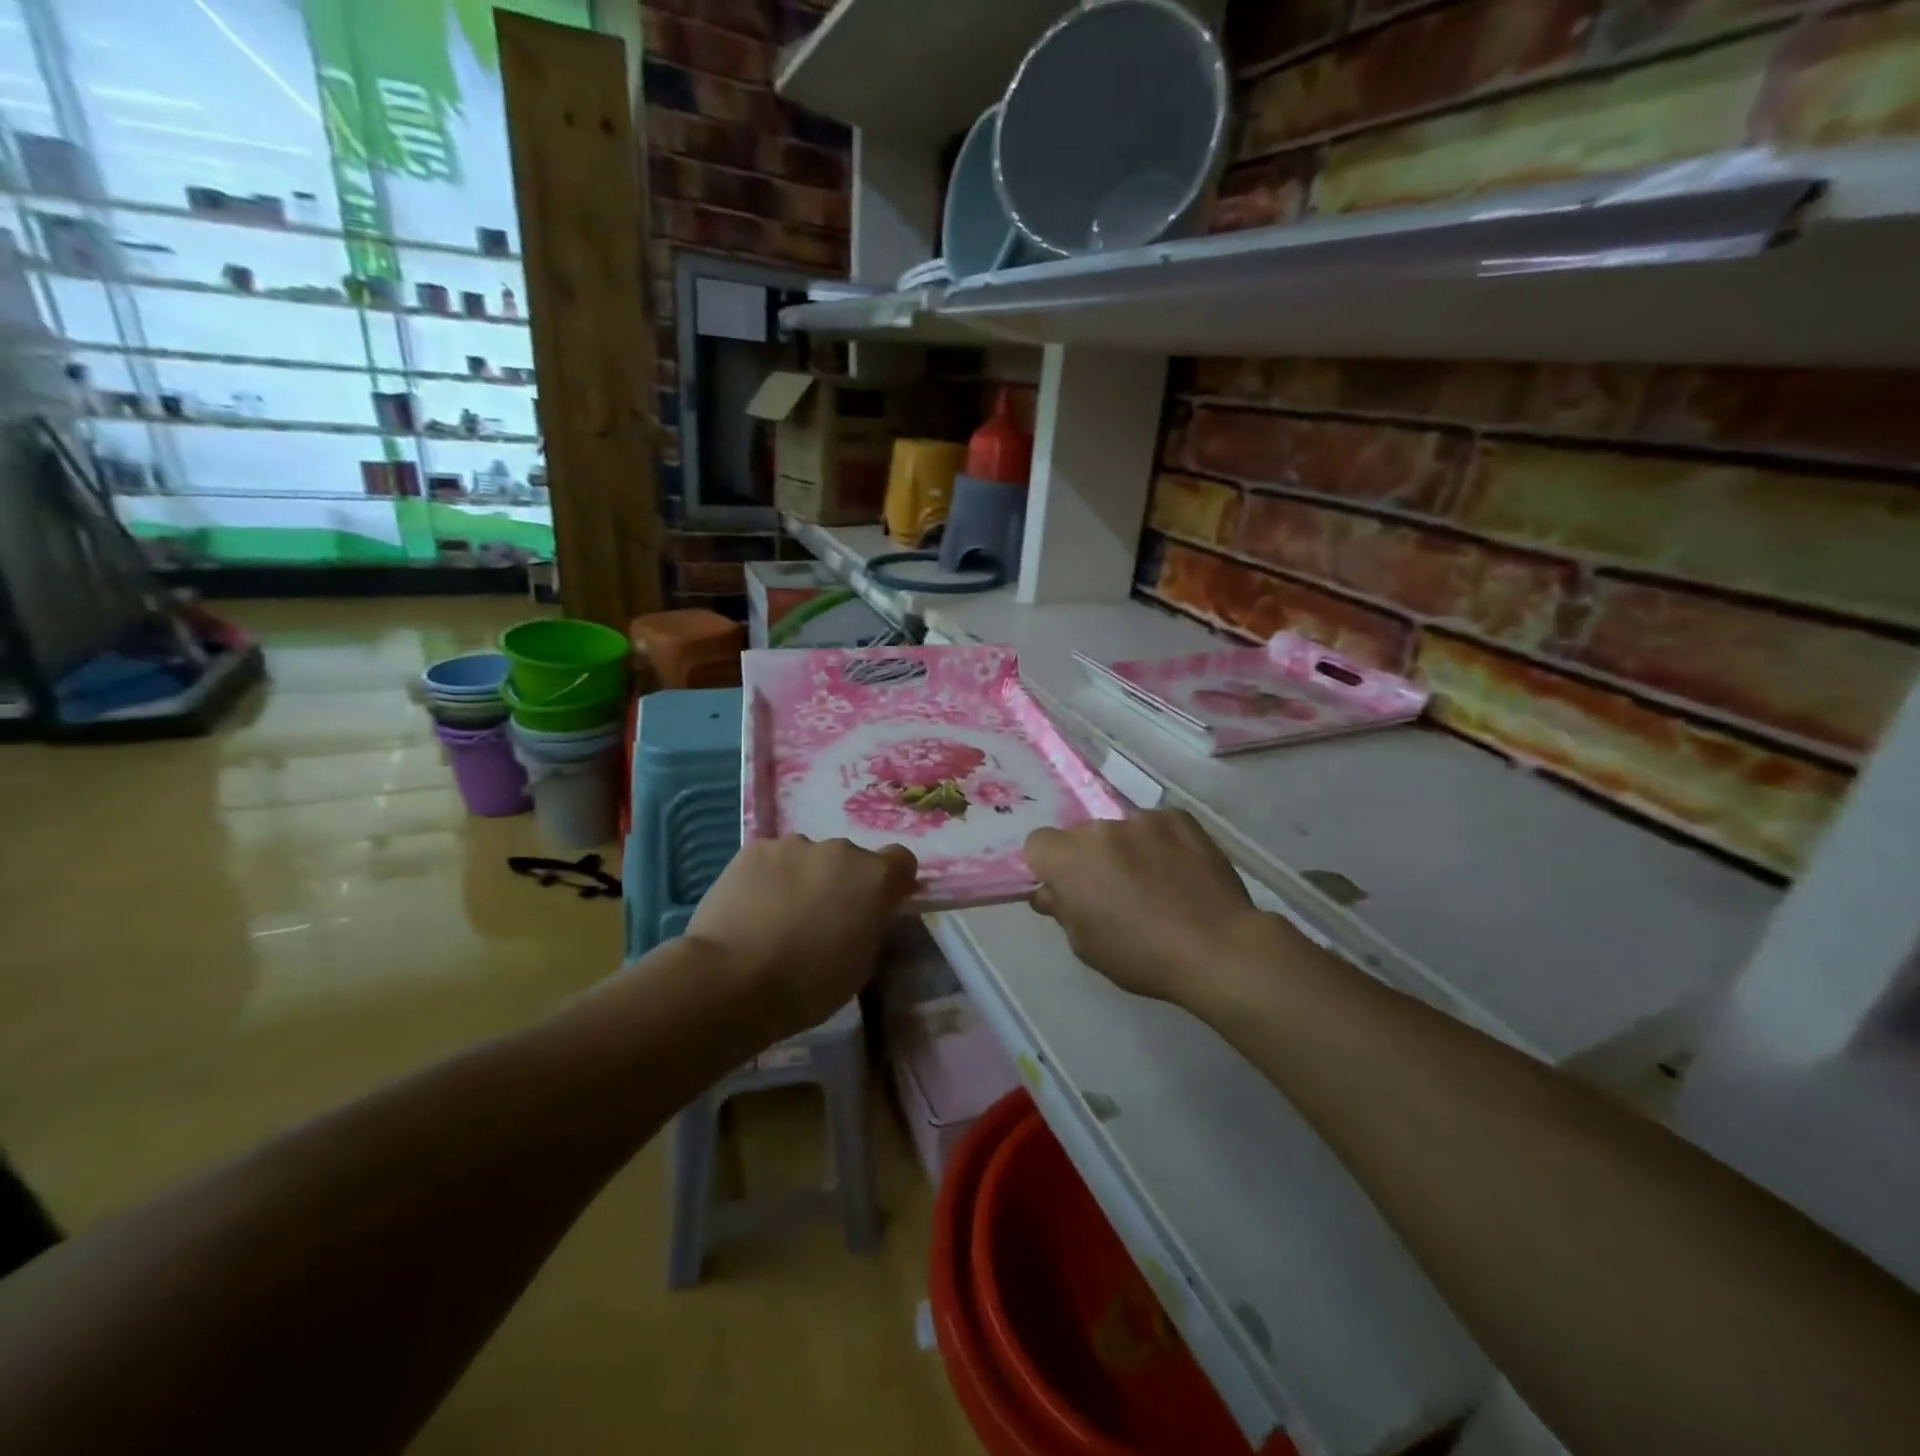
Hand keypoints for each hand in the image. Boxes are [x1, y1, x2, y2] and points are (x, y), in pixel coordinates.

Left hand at [685, 836, 918, 1040]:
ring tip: (778, 914)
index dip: (892, 880)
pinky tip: (751, 906)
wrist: (733, 979)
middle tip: (820, 918)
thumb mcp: (861, 965)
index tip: (879, 903)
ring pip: (808, 857)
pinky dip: (768, 876)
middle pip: (850, 860)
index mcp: (876, 878)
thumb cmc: (808, 985)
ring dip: (804, 877)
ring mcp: (795, 844)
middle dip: (841, 882)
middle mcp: (841, 850)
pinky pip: (772, 858)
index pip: (901, 860)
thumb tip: (865, 914)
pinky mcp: (755, 848)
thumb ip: (870, 926)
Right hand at [1026, 810, 1270, 1007]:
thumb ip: (1062, 910)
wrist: (1216, 947)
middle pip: (1082, 836)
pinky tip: (1179, 872)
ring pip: (1121, 830)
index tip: (1068, 889)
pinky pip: (1158, 826)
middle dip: (1090, 858)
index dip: (1049, 867)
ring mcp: (1143, 819)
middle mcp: (1101, 828)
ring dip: (1126, 850)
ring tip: (1155, 883)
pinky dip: (1161, 844)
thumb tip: (1051, 892)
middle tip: (1114, 891)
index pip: (1038, 844)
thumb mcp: (1086, 946)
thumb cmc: (1141, 955)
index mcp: (1069, 858)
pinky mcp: (1180, 818)